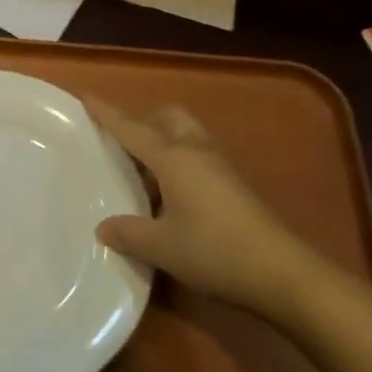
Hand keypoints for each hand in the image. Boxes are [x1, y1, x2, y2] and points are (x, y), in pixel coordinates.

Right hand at [87, 99, 314, 312]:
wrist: (284, 274)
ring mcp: (220, 167)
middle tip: (123, 144)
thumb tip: (103, 227)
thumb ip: (127, 233)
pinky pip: (198, 156)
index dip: (107, 114)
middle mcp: (196, 151)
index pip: (131, 128)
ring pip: (186, 135)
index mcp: (173, 157)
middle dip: (144, 121)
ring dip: (163, 142)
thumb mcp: (161, 246)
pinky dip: (179, 162)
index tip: (86, 97)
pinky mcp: (235, 186)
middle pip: (168, 117)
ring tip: (143, 172)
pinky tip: (170, 196)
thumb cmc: (215, 251)